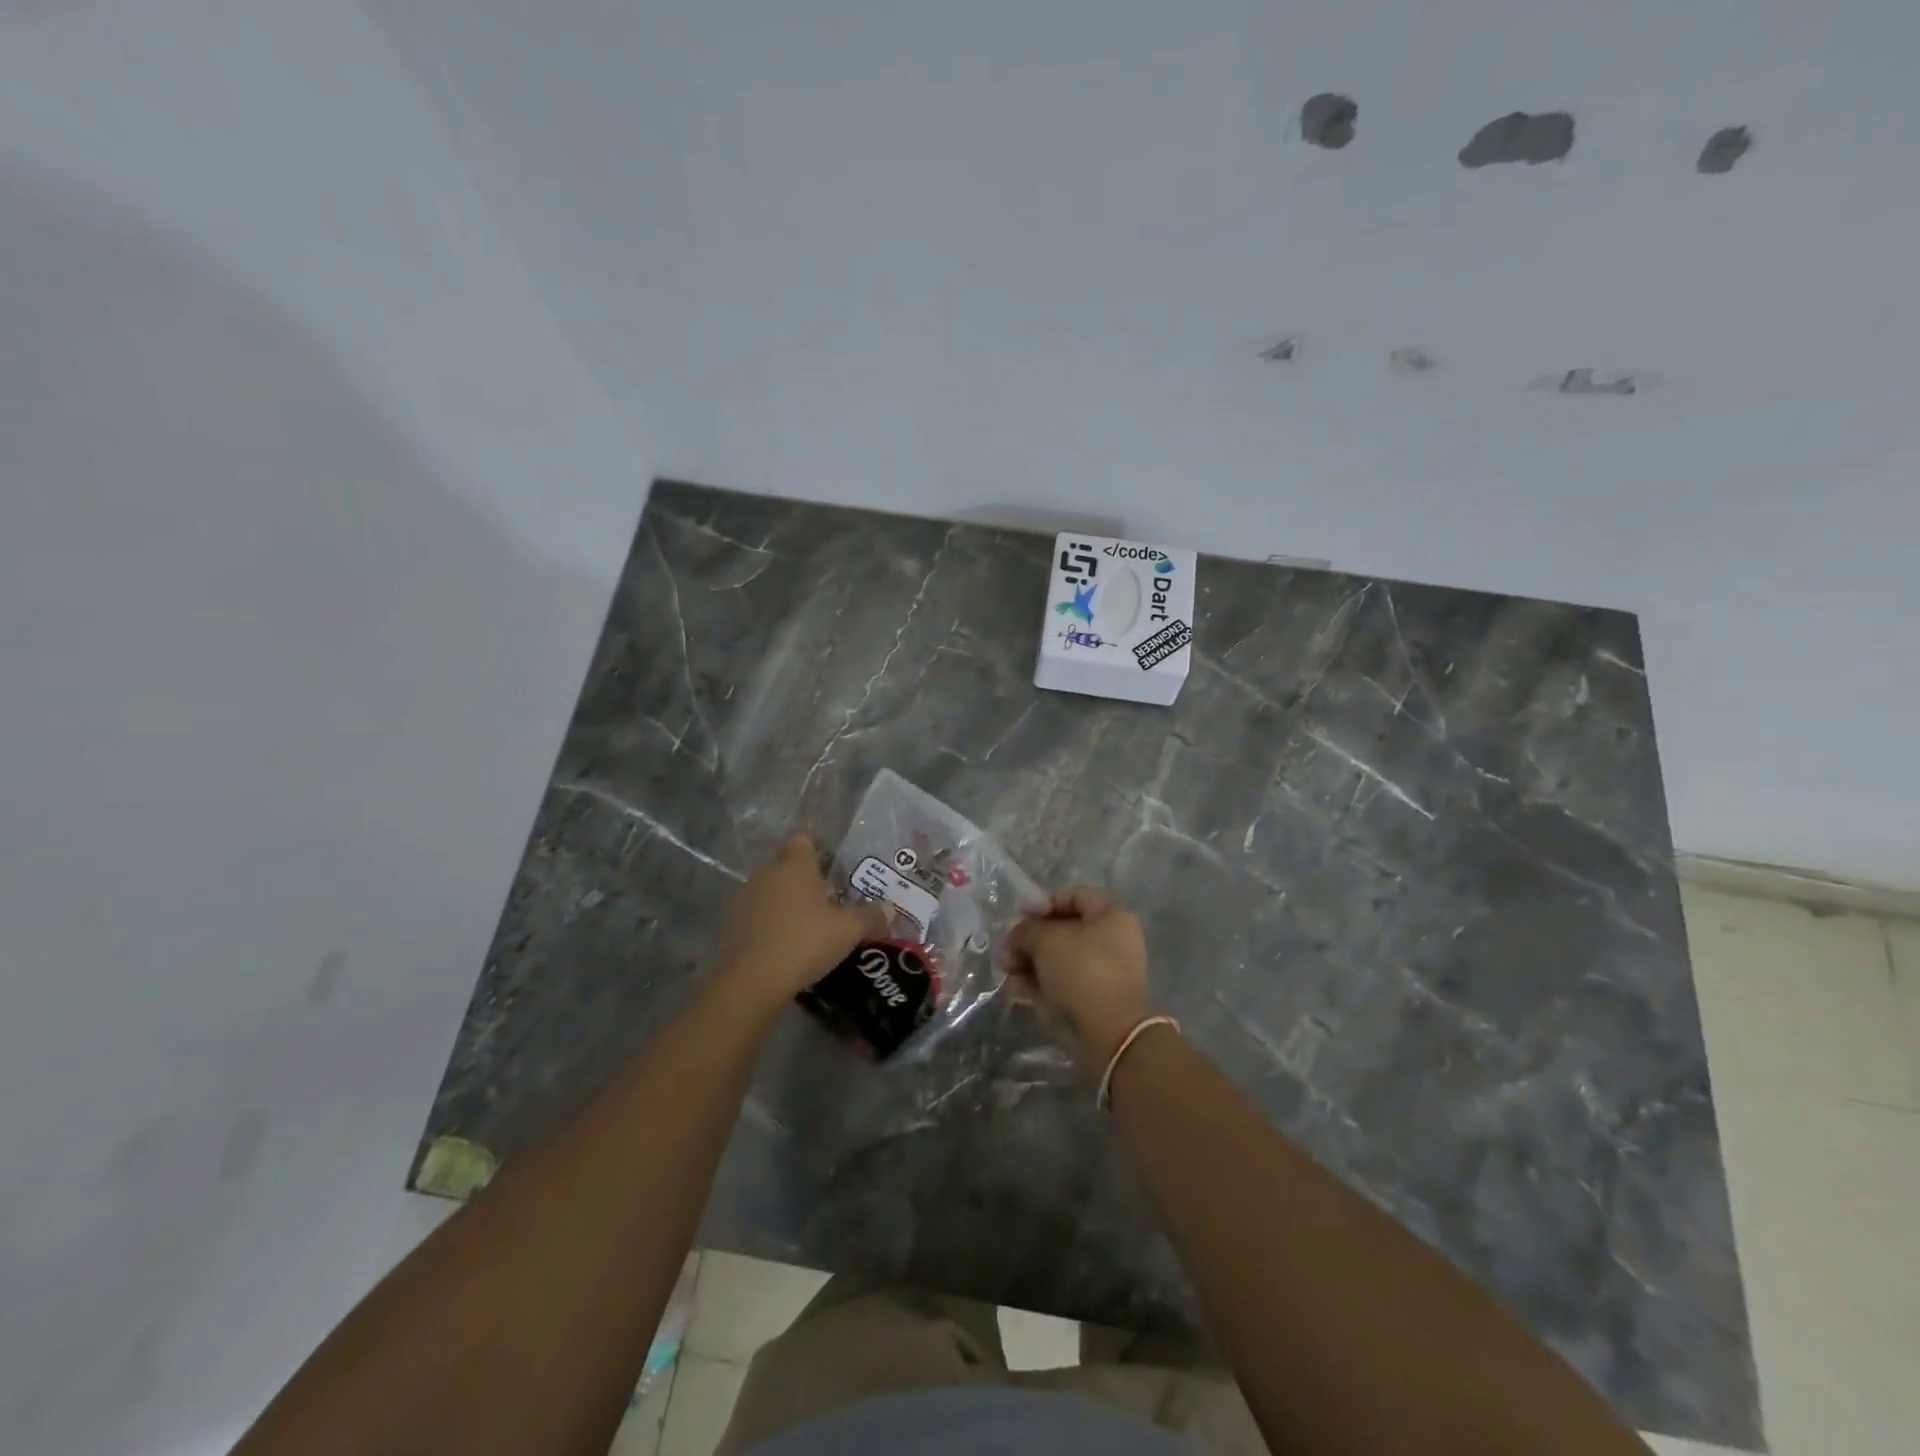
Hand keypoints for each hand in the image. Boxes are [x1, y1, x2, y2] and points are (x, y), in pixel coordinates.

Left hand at [715, 833, 888, 1006]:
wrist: (751, 980)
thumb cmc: (805, 941)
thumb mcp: (848, 930)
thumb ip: (870, 916)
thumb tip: (889, 910)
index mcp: (794, 864)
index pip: (803, 839)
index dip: (818, 849)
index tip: (834, 869)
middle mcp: (766, 873)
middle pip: (787, 866)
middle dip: (806, 880)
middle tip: (830, 902)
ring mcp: (744, 898)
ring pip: (771, 891)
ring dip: (787, 904)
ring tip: (809, 927)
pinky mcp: (731, 925)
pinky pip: (757, 916)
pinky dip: (770, 925)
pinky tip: (786, 946)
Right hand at [1007, 887, 1154, 1067]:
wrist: (1111, 1032)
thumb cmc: (1082, 971)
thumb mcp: (1046, 940)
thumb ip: (1026, 930)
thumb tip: (1017, 935)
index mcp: (1111, 915)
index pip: (1073, 896)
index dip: (1043, 902)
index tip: (1019, 917)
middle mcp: (1114, 939)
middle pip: (1064, 929)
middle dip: (1030, 939)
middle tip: (1006, 951)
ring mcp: (1108, 971)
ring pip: (1062, 959)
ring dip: (1031, 963)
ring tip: (1006, 972)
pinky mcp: (1098, 1000)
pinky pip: (1066, 983)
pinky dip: (1042, 983)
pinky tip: (1018, 990)